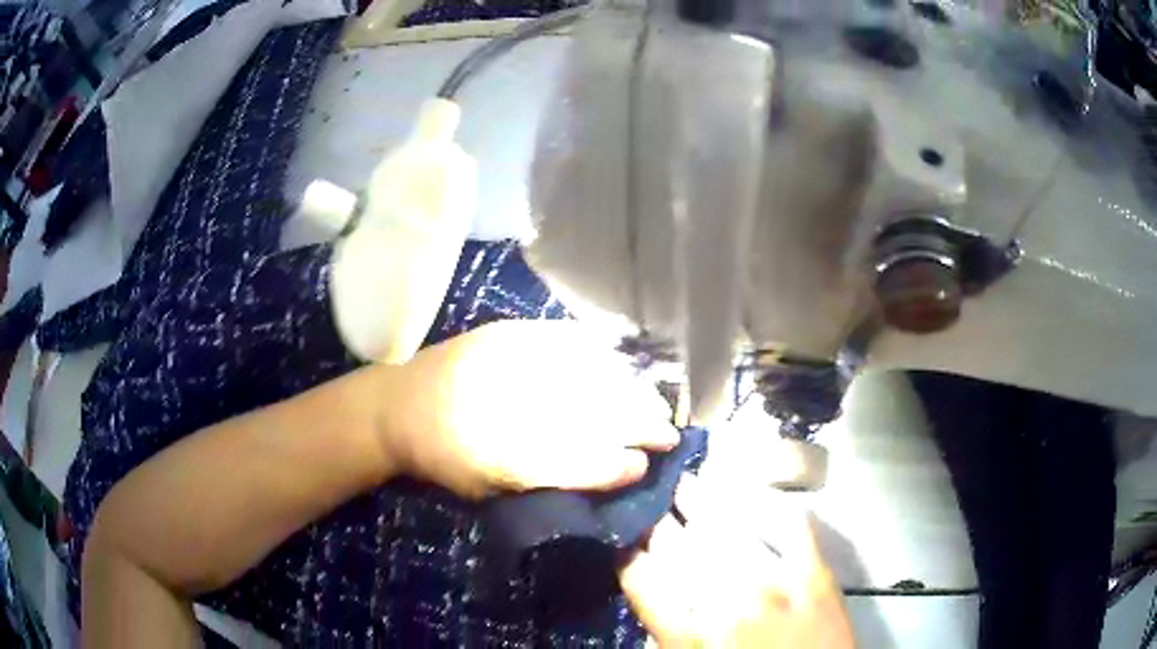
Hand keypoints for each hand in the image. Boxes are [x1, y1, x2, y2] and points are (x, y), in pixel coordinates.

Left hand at [381, 321, 680, 498]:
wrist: (397, 406)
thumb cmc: (443, 459)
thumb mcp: (491, 488)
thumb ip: (548, 481)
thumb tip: (608, 469)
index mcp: (502, 453)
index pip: (578, 459)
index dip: (618, 464)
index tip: (646, 465)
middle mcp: (510, 403)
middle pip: (592, 412)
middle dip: (640, 423)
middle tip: (669, 433)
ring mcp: (510, 360)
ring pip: (590, 375)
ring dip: (631, 390)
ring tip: (655, 402)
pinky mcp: (507, 333)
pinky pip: (566, 339)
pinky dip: (599, 354)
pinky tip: (620, 363)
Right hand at [620, 476, 853, 647]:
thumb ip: (666, 628)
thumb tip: (654, 589)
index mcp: (687, 635)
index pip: (641, 575)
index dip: (626, 550)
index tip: (624, 536)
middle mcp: (726, 601)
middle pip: (679, 543)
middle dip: (657, 518)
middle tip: (652, 499)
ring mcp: (775, 582)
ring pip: (728, 525)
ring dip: (702, 499)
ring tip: (688, 483)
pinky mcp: (815, 572)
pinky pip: (787, 523)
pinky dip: (766, 504)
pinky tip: (749, 493)